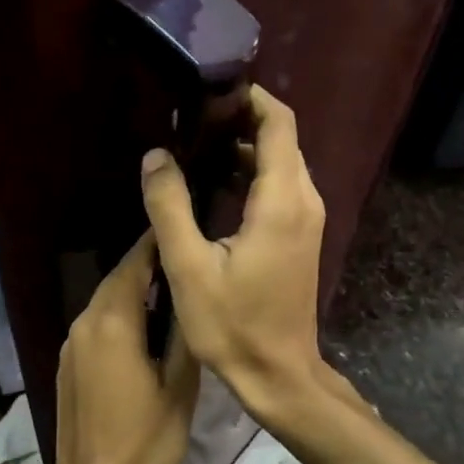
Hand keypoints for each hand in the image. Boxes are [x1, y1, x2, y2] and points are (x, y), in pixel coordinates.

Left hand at [50, 233, 201, 463]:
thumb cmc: (144, 441)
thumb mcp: (180, 388)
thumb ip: (182, 336)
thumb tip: (188, 298)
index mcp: (113, 323)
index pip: (133, 265)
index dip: (155, 244)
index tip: (179, 229)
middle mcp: (85, 323)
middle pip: (116, 280)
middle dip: (146, 266)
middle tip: (182, 259)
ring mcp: (71, 343)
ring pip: (104, 301)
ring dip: (132, 291)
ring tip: (169, 290)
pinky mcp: (66, 362)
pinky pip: (95, 323)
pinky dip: (118, 314)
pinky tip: (141, 327)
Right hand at [140, 86, 327, 424]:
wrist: (279, 373)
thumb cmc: (233, 324)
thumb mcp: (189, 266)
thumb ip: (170, 206)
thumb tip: (156, 155)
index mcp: (281, 201)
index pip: (278, 124)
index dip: (251, 98)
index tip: (212, 90)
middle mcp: (304, 200)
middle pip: (282, 138)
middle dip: (243, 119)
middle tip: (194, 118)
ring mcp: (307, 220)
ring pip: (282, 163)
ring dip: (246, 147)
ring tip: (198, 145)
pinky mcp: (301, 236)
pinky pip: (281, 187)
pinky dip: (253, 174)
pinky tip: (217, 184)